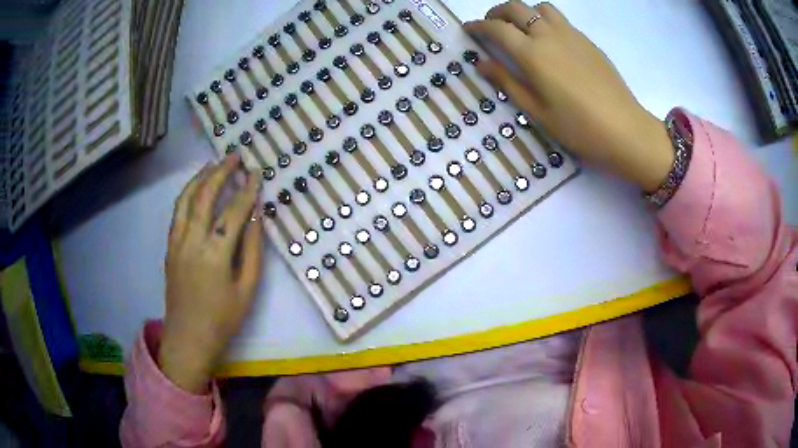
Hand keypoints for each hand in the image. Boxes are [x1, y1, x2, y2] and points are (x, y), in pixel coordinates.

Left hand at [158, 154, 263, 393]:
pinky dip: (187, 194)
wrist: (188, 337)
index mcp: (216, 254)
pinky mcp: (170, 246)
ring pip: (187, 199)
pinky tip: (196, 188)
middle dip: (221, 172)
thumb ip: (253, 250)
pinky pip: (177, 212)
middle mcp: (193, 241)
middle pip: (206, 196)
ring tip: (214, 164)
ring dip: (201, 178)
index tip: (257, 172)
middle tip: (235, 156)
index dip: (247, 190)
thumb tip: (258, 217)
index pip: (234, 212)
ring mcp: (177, 242)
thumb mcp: (247, 289)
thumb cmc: (223, 319)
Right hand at [464, 1, 673, 191]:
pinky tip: (548, 41)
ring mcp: (570, 34)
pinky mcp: (587, 41)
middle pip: (516, 8)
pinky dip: (545, 21)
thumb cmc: (578, 127)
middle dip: (497, 13)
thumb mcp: (537, 111)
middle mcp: (548, 35)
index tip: (468, 30)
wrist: (624, 129)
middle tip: (491, 26)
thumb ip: (507, 82)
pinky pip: (560, 19)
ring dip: (524, 13)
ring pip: (540, 8)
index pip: (496, 28)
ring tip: (521, 30)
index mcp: (532, 54)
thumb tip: (482, 63)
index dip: (478, 26)